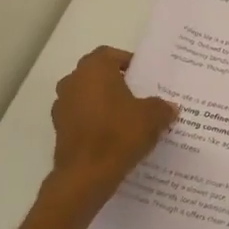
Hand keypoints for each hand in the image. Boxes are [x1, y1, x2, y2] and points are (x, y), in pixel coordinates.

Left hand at [47, 47, 176, 209]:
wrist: (87, 174)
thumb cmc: (119, 134)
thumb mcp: (153, 117)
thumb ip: (162, 107)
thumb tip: (169, 107)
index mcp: (94, 69)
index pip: (110, 54)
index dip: (127, 62)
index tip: (143, 77)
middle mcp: (72, 81)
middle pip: (96, 75)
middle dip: (116, 83)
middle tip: (138, 96)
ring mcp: (62, 106)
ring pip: (87, 97)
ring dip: (103, 103)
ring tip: (127, 119)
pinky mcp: (59, 129)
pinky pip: (81, 118)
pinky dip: (94, 122)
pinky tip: (112, 137)